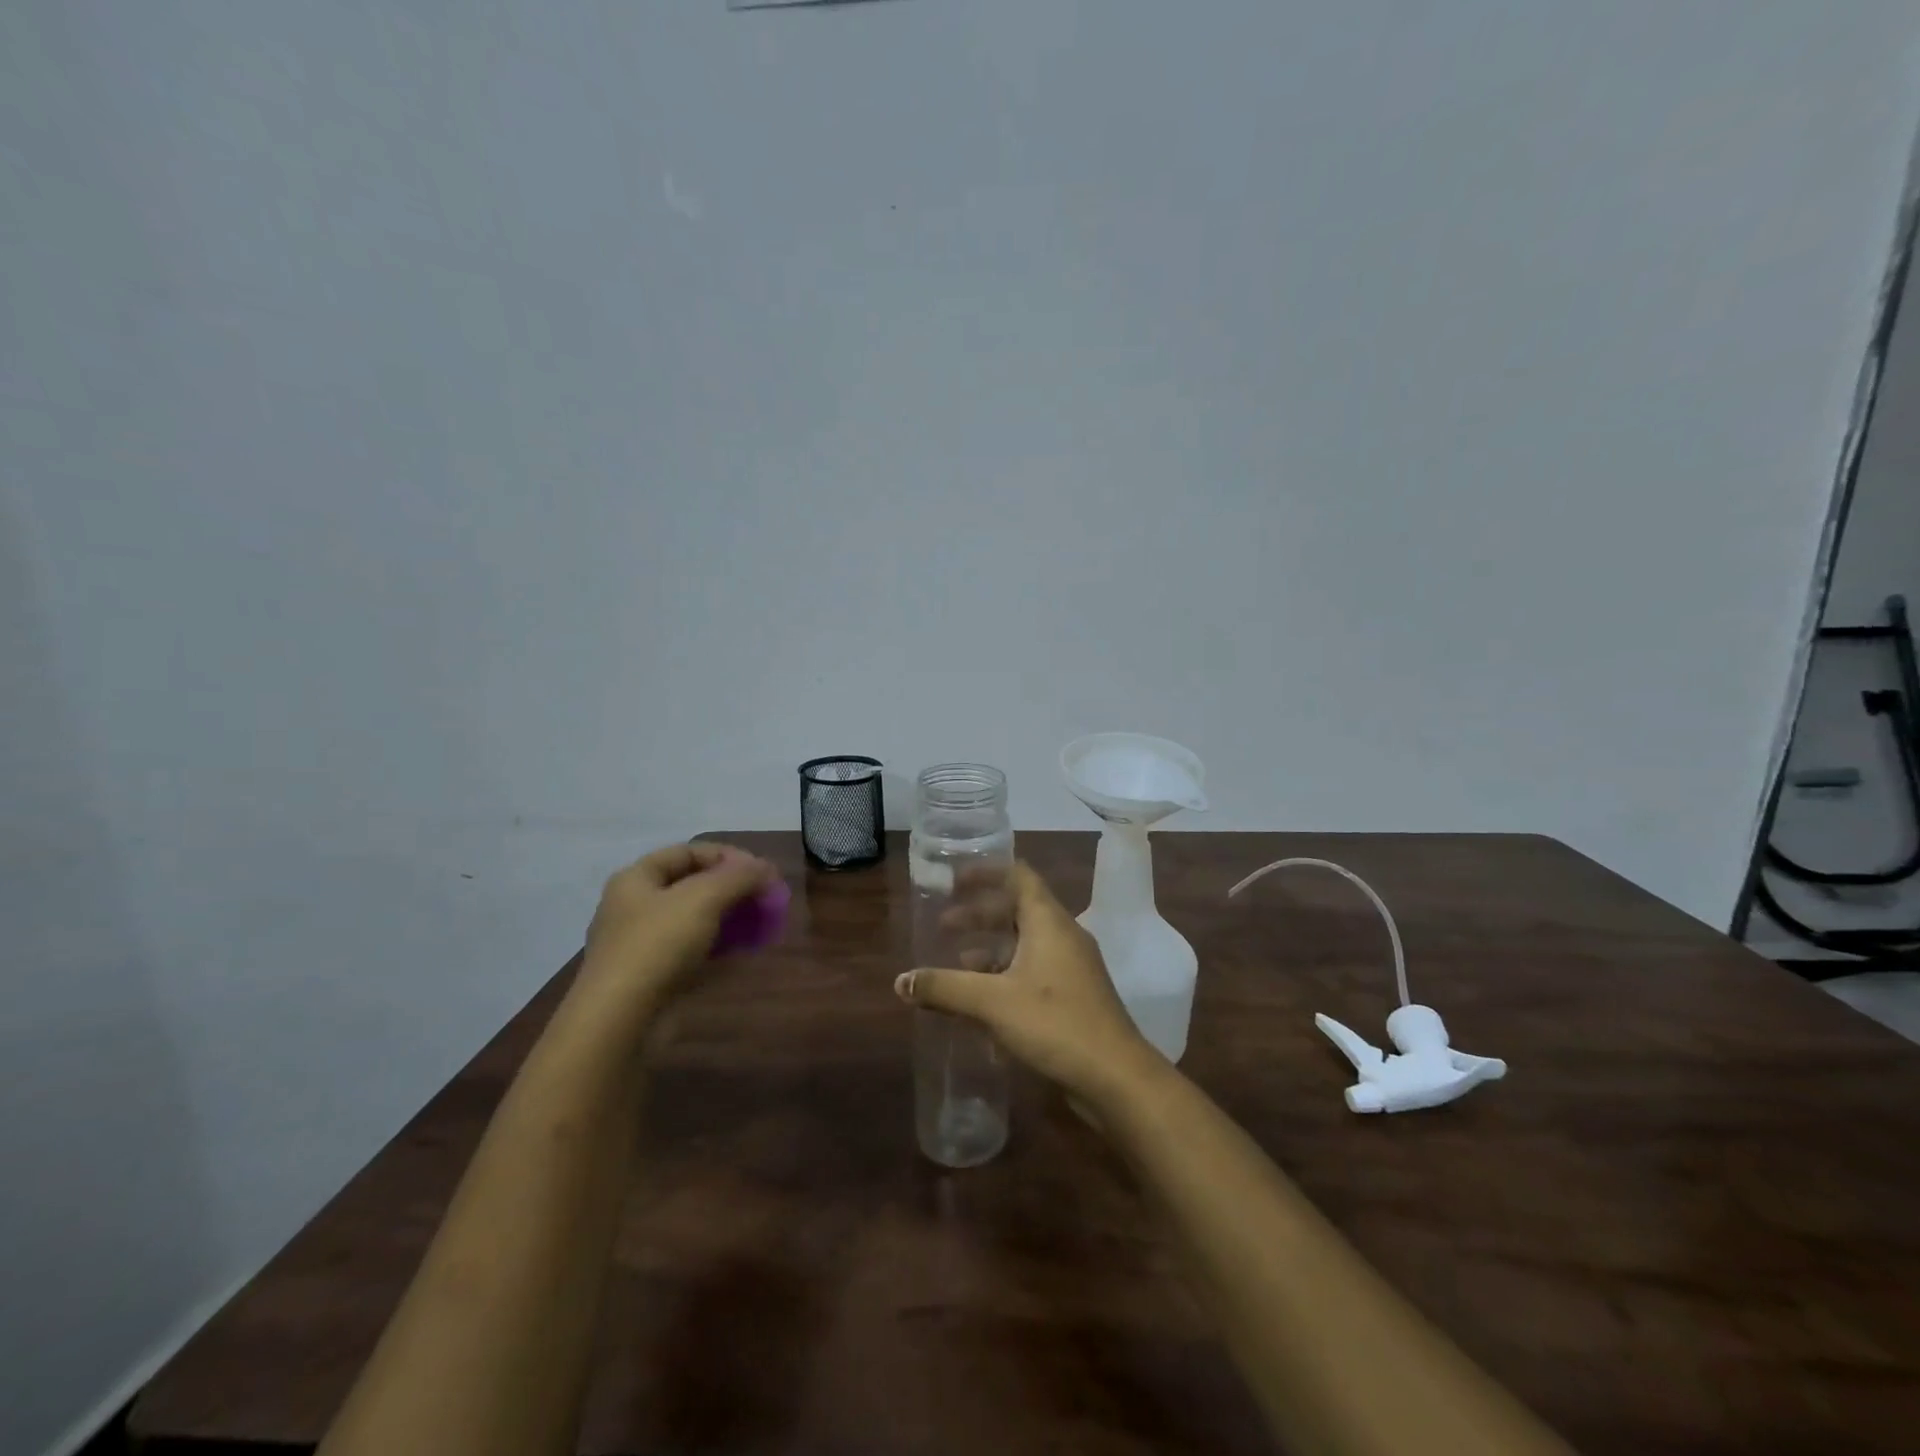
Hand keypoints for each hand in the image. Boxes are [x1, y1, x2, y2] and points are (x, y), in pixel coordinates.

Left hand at [578, 842, 778, 1021]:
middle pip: (693, 886)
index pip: (688, 852)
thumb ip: (739, 876)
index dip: (727, 856)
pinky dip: (719, 947)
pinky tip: (744, 952)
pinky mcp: (652, 977)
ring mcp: (642, 944)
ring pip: (695, 920)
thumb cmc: (658, 944)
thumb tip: (766, 868)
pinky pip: (692, 951)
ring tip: (761, 925)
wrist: (619, 1020)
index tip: (761, 872)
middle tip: (766, 899)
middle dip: (733, 889)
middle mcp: (635, 906)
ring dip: (730, 918)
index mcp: (637, 878)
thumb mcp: (704, 898)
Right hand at [894, 861, 1165, 1105]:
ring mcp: (1071, 968)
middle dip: (979, 915)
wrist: (1116, 1078)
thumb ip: (945, 988)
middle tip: (944, 926)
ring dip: (990, 949)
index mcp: (1049, 922)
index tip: (954, 880)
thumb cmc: (1055, 1023)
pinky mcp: (1073, 998)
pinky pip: (1032, 972)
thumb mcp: (992, 1002)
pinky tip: (981, 1001)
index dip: (986, 873)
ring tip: (956, 963)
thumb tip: (900, 980)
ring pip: (1025, 944)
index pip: (1019, 876)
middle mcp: (1063, 936)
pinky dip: (1004, 975)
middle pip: (1018, 910)